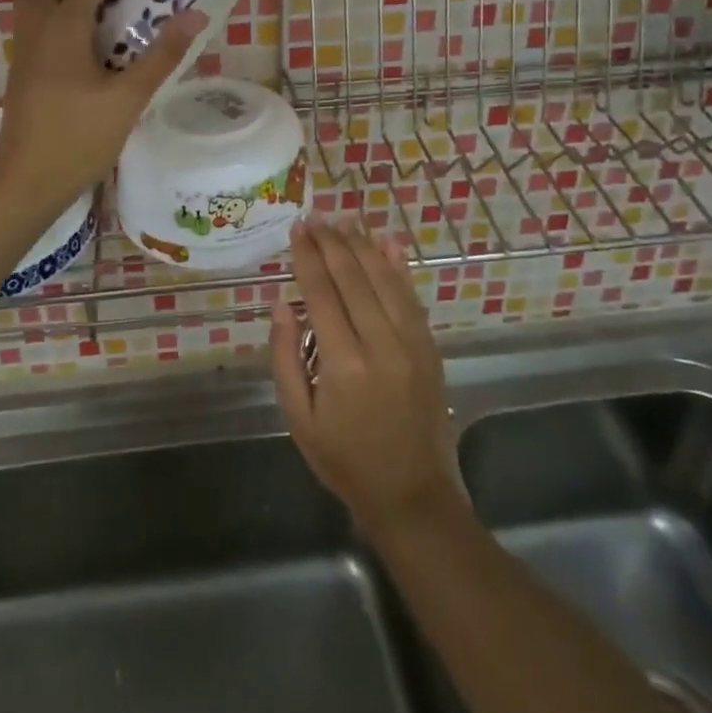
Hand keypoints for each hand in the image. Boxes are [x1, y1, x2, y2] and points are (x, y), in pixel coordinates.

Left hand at [0, 0, 208, 215]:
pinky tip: (94, 37)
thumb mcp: (128, 99)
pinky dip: (62, 9)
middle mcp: (35, 30)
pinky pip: (39, 19)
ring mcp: (25, 51)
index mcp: (61, 29)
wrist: (26, 184)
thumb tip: (195, 15)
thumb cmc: (77, 140)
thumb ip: (162, 56)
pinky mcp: (25, 70)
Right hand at [270, 221, 463, 538]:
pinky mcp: (430, 347)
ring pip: (385, 279)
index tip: (297, 230)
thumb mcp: (299, 419)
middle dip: (332, 242)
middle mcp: (381, 344)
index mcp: (343, 364)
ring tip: (343, 220)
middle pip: (354, 278)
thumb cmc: (345, 459)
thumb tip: (282, 303)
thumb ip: (286, 357)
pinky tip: (387, 242)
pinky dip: (399, 266)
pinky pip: (411, 297)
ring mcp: (412, 343)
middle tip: (315, 217)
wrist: (413, 495)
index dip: (308, 257)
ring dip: (362, 245)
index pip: (322, 293)